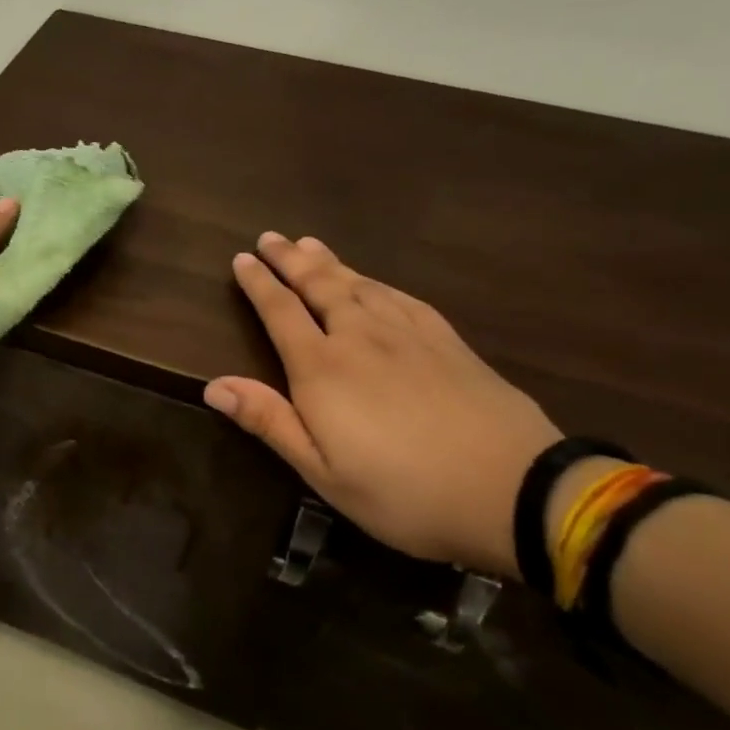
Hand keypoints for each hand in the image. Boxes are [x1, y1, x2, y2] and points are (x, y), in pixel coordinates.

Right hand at [204, 233, 559, 576]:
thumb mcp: (323, 472)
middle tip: (271, 237)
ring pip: (359, 284)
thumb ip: (269, 421)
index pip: (280, 312)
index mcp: (322, 369)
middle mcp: (360, 337)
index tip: (241, 258)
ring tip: (310, 244)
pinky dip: (376, 281)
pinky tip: (372, 280)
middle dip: (290, 260)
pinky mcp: (447, 341)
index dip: (258, 283)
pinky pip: (401, 296)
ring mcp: (408, 334)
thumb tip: (213, 385)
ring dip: (329, 262)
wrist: (516, 491)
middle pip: (318, 285)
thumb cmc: (404, 492)